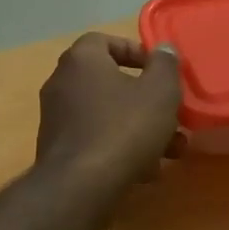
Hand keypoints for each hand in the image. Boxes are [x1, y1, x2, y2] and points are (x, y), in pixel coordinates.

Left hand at [36, 33, 183, 193]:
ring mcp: (56, 119)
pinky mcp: (58, 151)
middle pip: (110, 82)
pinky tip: (146, 171)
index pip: (104, 41)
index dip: (134, 51)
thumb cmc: (123, 128)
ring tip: (171, 150)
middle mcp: (62, 83)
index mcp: (81, 60)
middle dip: (146, 100)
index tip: (159, 70)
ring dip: (139, 128)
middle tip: (171, 115)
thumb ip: (165, 65)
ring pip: (107, 115)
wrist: (80, 188)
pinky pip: (95, 140)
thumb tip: (163, 49)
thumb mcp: (159, 92)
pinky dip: (120, 148)